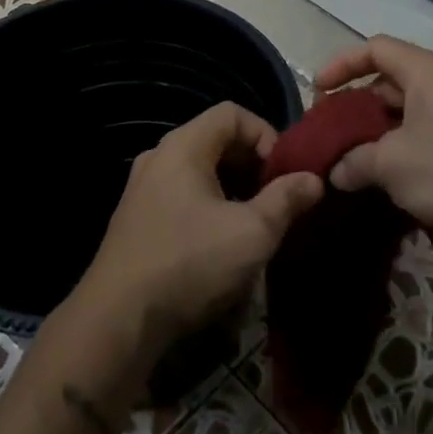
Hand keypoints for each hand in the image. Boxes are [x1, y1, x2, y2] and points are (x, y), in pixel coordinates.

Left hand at [75, 103, 322, 356]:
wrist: (118, 320)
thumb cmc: (190, 264)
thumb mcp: (252, 233)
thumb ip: (286, 199)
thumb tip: (314, 179)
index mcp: (183, 146)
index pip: (232, 113)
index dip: (267, 134)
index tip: (285, 173)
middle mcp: (159, 157)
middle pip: (216, 140)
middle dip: (254, 165)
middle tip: (277, 199)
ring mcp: (143, 189)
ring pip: (201, 172)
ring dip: (234, 190)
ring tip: (256, 224)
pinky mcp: (137, 219)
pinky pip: (183, 196)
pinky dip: (210, 207)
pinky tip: (223, 244)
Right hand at [315, 36, 432, 251]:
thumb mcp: (391, 164)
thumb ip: (354, 160)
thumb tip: (335, 171)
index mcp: (426, 72)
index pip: (375, 48)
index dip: (342, 64)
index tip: (318, 92)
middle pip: (387, 81)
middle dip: (354, 105)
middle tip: (329, 132)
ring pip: (403, 113)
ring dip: (373, 133)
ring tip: (348, 160)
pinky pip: (421, 136)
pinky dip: (397, 150)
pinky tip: (382, 180)